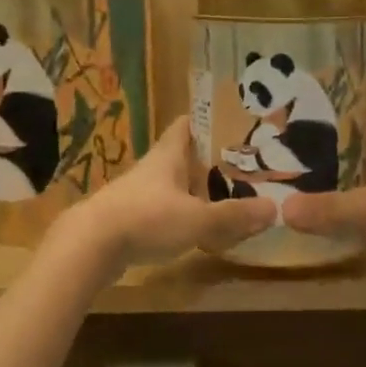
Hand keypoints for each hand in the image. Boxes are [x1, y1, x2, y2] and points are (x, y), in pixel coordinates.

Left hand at [51, 117, 276, 280]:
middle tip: (244, 165)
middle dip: (210, 159)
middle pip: (184, 155)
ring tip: (228, 197)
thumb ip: (234, 215)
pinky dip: (181, 213)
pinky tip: (198, 228)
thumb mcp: (198, 219)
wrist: (90, 246)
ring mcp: (139, 192)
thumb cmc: (146, 218)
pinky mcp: (130, 217)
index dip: (209, 120)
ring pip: (174, 183)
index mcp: (169, 154)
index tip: (234, 123)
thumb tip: (275, 209)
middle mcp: (154, 167)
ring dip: (196, 189)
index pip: (188, 123)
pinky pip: (163, 208)